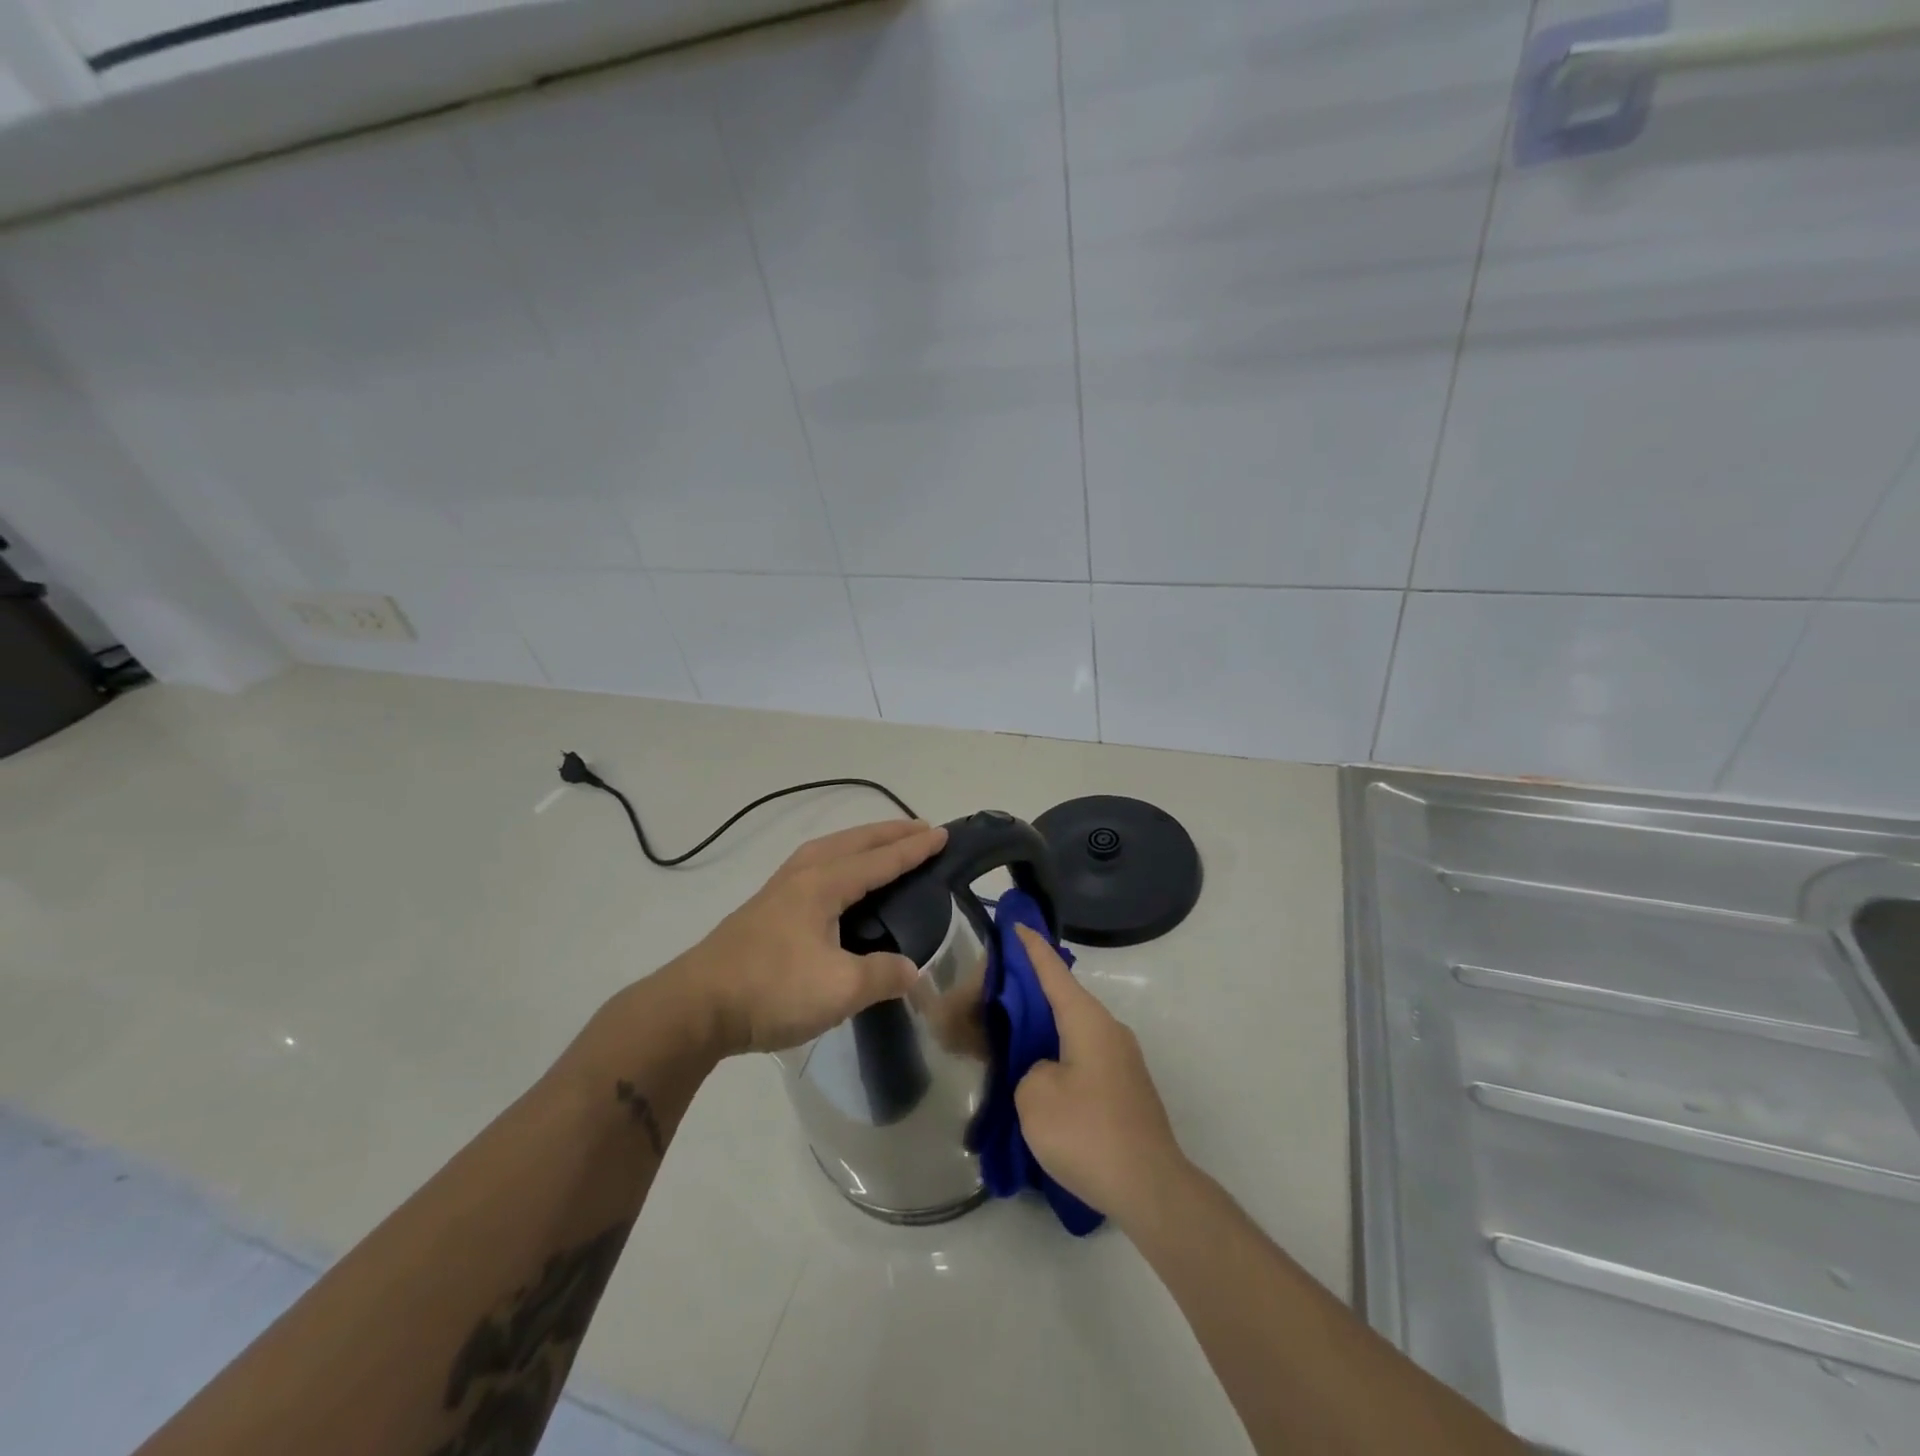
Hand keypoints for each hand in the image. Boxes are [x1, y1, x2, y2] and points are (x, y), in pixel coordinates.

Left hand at [671, 819, 948, 1055]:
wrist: (695, 1007)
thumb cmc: (771, 990)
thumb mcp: (839, 989)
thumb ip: (882, 974)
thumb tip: (911, 970)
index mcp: (823, 884)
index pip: (880, 860)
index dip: (913, 848)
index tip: (941, 834)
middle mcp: (802, 875)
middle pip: (853, 842)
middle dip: (889, 834)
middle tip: (920, 829)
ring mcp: (779, 889)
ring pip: (830, 850)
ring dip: (862, 843)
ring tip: (883, 846)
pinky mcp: (765, 908)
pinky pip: (816, 866)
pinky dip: (840, 859)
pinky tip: (838, 880)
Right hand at [1012, 923, 1185, 1222]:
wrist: (1150, 1189)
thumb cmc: (1088, 1133)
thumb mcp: (1034, 1096)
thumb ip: (1028, 1069)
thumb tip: (1046, 1071)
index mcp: (1087, 1020)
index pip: (1053, 971)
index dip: (1031, 947)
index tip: (1016, 924)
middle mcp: (1108, 1030)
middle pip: (1062, 999)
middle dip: (1028, 994)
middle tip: (992, 997)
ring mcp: (1120, 1060)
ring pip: (1072, 1030)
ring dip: (1041, 1030)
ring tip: (1006, 1040)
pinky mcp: (1123, 1088)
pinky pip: (1081, 1056)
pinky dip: (1056, 1055)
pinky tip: (1035, 1077)